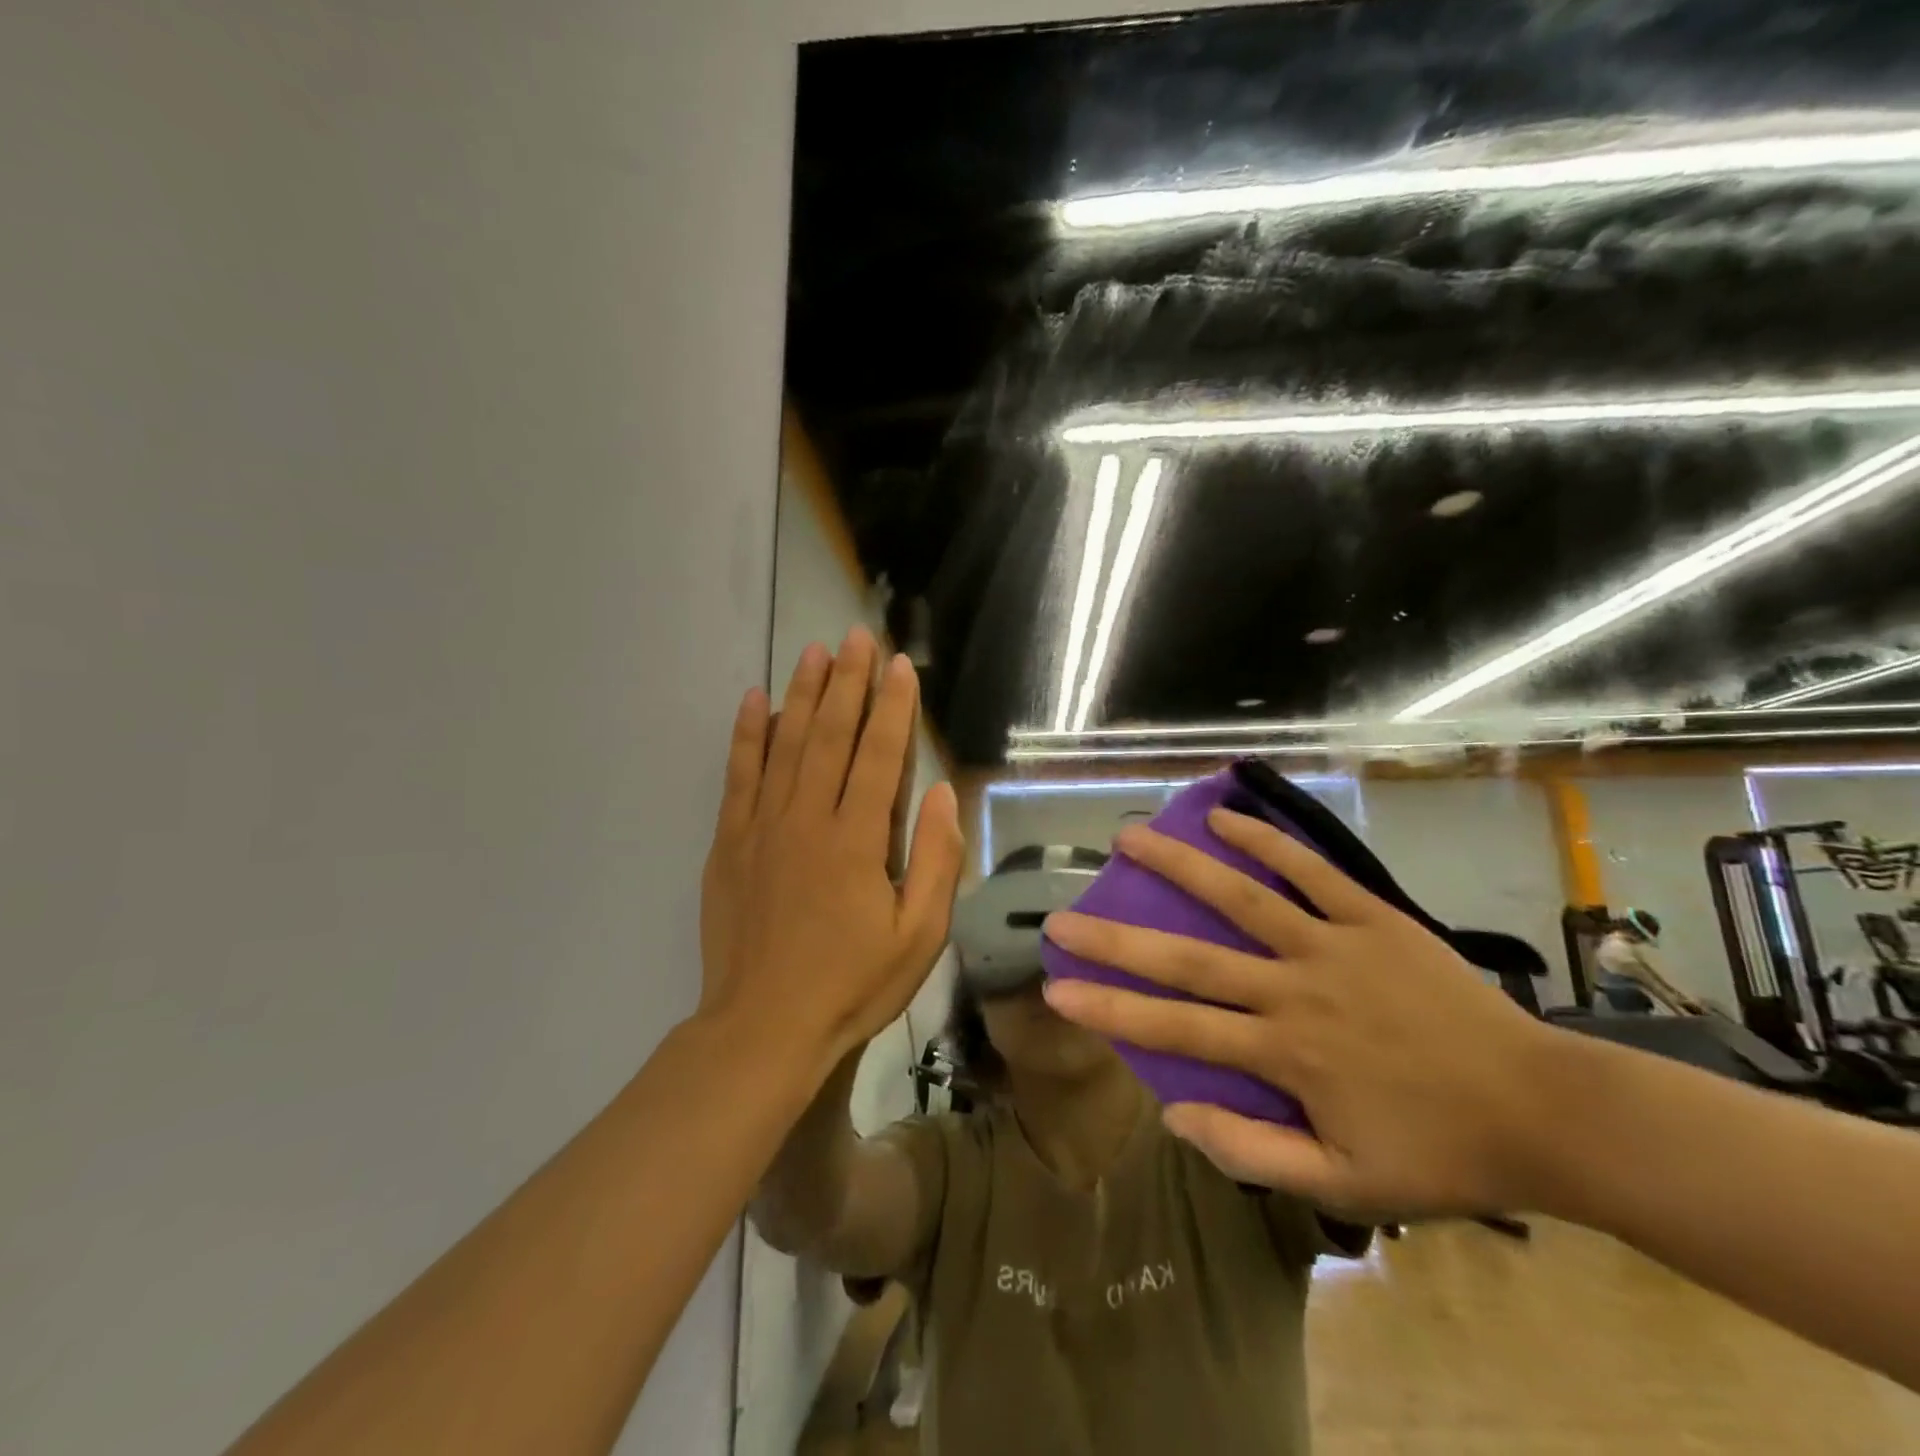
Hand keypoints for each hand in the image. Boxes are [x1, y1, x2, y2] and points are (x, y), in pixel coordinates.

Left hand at [698, 628, 963, 1066]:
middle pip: (831, 735)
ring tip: (813, 651)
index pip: (880, 755)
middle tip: (856, 637)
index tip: (900, 665)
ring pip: (785, 744)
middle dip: (847, 682)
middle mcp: (808, 819)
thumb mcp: (918, 935)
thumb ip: (933, 860)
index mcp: (857, 840)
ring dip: (802, 693)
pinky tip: (755, 700)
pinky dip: (747, 734)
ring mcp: (763, 826)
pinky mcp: (730, 842)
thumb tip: (940, 794)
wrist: (764, 1027)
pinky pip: (739, 775)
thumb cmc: (852, 984)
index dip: (893, 707)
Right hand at [1040, 807, 1557, 1218]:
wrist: (1543, 1112)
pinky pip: (1310, 872)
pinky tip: (1223, 817)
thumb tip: (1173, 1113)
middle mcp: (1293, 990)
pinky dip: (1265, 842)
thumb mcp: (1346, 1185)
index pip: (1175, 1028)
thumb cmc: (1438, 1152)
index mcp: (1282, 1053)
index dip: (1110, 1010)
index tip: (1056, 989)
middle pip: (1189, 958)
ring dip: (1179, 866)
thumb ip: (1253, 1151)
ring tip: (1128, 837)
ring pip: (1240, 897)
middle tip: (1063, 916)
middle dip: (1117, 938)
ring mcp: (1331, 945)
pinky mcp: (1371, 918)